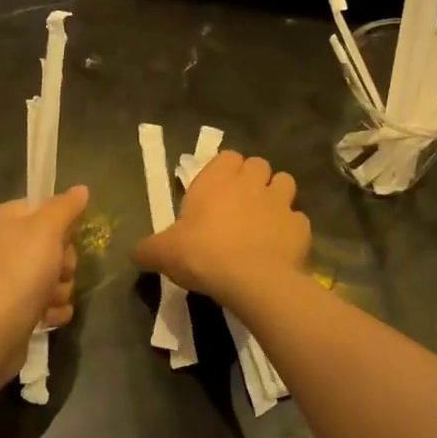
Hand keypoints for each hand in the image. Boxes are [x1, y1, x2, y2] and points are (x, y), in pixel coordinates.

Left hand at [0, 186, 89, 380]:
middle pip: (54, 244)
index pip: (44, 208)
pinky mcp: (15, 308)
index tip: (64, 237)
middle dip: (64, 262)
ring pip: (55, 275)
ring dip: (60, 289)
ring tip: (48, 299)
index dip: (61, 224)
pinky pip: (48, 302)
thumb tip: (81, 189)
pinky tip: (46, 317)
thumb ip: (66, 207)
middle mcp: (3, 245)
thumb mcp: (46, 229)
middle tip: (56, 270)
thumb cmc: (19, 272)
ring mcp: (8, 278)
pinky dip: (52, 310)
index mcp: (4, 219)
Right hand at [134, 152, 309, 308]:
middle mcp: (252, 182)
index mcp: (218, 179)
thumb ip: (148, 249)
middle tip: (239, 205)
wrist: (252, 281)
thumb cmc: (203, 255)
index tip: (216, 191)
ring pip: (285, 183)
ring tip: (264, 219)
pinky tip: (279, 247)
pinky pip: (298, 220)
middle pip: (258, 165)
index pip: (227, 156)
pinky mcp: (301, 226)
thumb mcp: (163, 253)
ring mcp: (281, 202)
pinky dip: (290, 229)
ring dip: (276, 196)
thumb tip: (135, 252)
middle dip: (252, 179)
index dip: (224, 170)